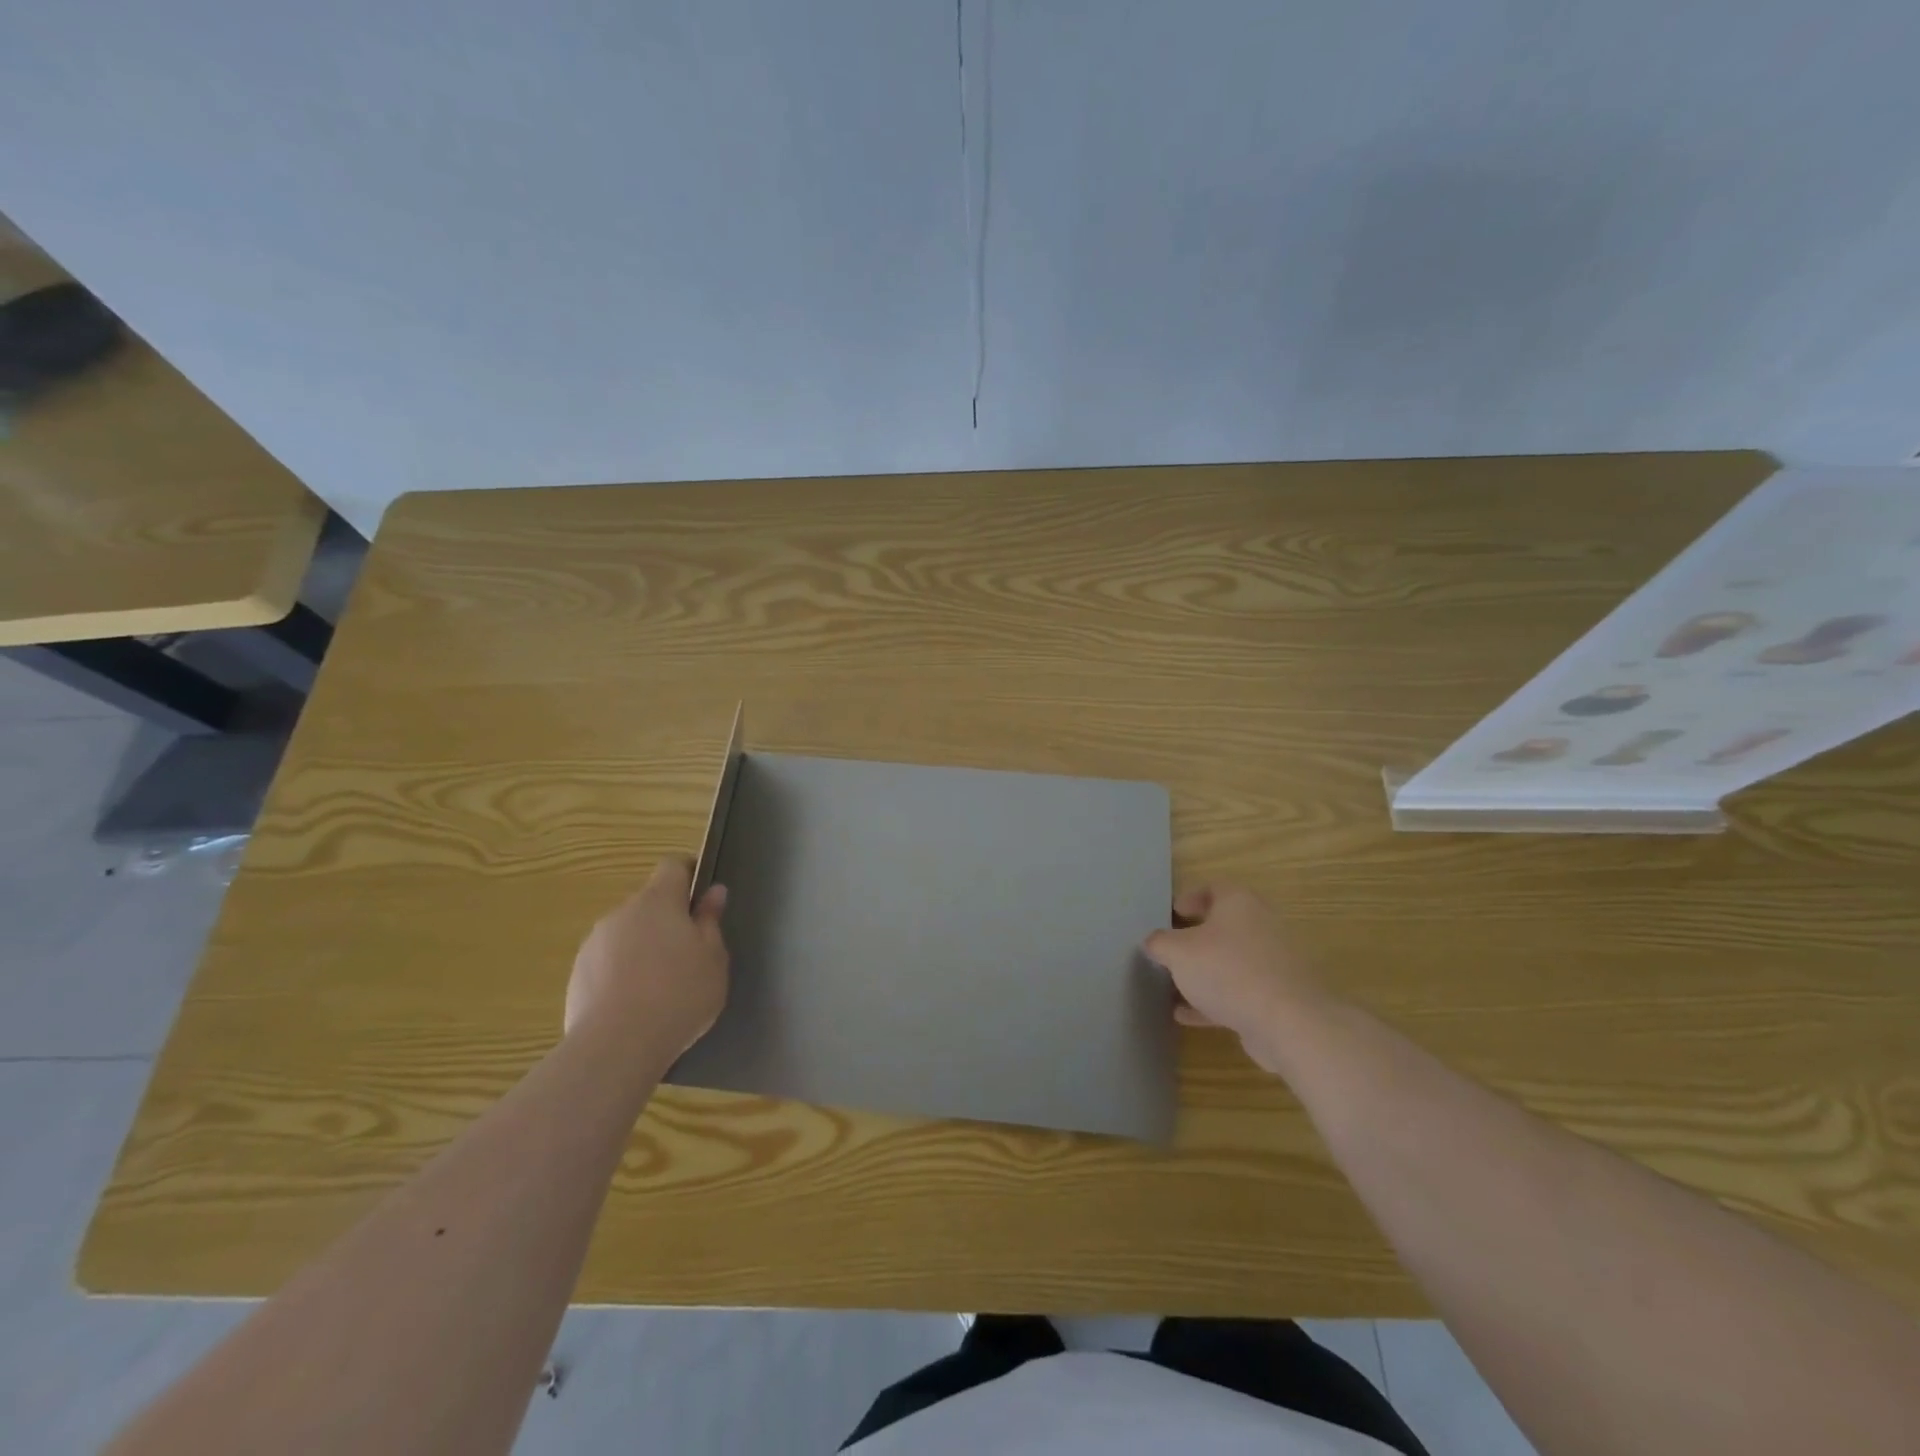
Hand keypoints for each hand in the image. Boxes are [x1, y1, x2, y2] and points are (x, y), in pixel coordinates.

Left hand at [566, 857, 729, 1055]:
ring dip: (644, 948)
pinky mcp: (577, 976)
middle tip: (690, 954)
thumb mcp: (713, 958)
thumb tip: (713, 893)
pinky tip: (637, 1007)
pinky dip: (623, 974)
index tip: (703, 898)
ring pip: (627, 934)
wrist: (616, 1047)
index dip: (690, 874)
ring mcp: (594, 944)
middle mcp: (621, 913)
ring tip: (662, 987)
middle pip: (649, 904)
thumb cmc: (679, 994)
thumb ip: (711, 921)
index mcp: (658, 900)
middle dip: (668, 920)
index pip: (673, 866)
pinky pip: (608, 963)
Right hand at [1144, 883, 1328, 1072]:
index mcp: (1239, 903)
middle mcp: (1260, 926)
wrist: (1288, 1022)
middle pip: (1224, 926)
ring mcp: (1272, 963)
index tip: (1171, 914)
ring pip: (1230, 962)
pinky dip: (1213, 1000)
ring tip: (1173, 985)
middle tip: (1171, 949)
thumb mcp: (1179, 952)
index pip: (1213, 888)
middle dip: (1195, 938)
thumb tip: (1153, 942)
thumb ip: (1160, 943)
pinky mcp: (1277, 997)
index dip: (1189, 898)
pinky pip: (1238, 992)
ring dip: (1203, 973)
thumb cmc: (1227, 971)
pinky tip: (1186, 1015)